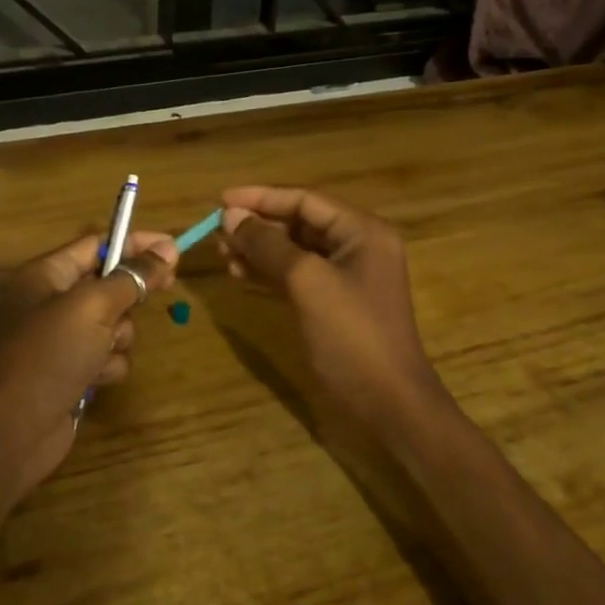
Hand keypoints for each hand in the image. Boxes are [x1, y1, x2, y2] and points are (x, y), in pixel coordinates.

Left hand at [0, 230, 177, 498]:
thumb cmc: (48, 355)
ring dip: (119, 336)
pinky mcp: (73, 372)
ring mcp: (63, 340)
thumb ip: (132, 277)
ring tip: (102, 351)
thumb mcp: (92, 307)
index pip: (99, 244)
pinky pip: (109, 357)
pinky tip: (94, 380)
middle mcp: (54, 302)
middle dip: (130, 295)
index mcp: (47, 274)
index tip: (174, 249)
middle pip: (111, 284)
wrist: (12, 431)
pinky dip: (108, 366)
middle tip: (162, 291)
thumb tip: (166, 251)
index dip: (136, 243)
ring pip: (116, 324)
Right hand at [219, 187, 449, 438]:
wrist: (387, 406)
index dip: (261, 198)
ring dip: (259, 250)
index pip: (305, 200)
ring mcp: (346, 278)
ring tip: (222, 254)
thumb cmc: (351, 335)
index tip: (220, 200)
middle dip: (258, 225)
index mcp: (362, 231)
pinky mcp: (333, 305)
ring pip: (294, 251)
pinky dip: (268, 273)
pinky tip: (239, 274)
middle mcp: (356, 247)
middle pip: (299, 223)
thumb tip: (231, 215)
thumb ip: (268, 244)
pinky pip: (296, 277)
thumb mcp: (307, 282)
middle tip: (217, 232)